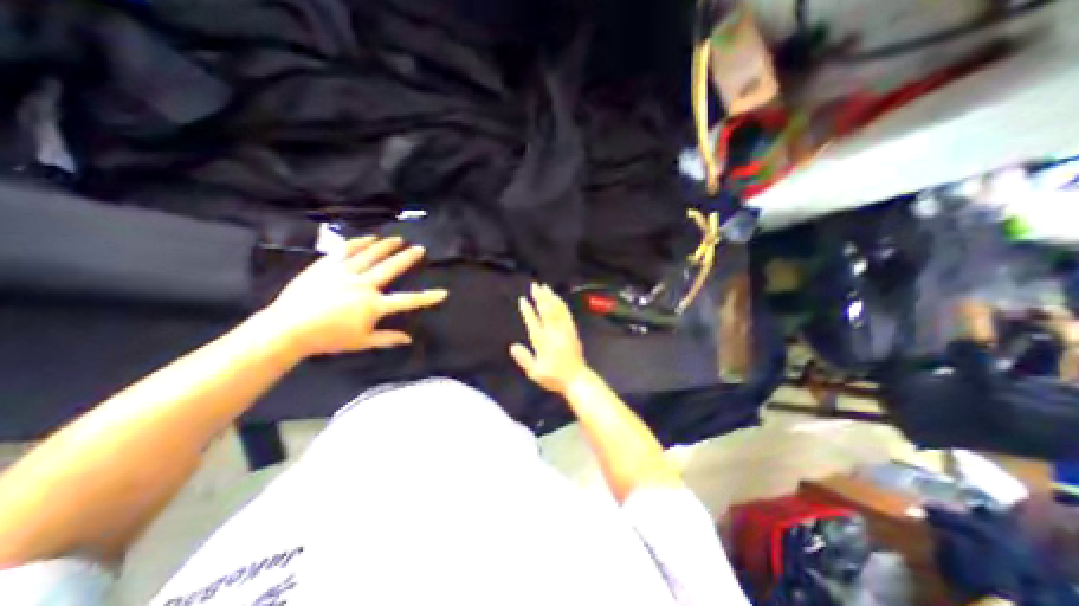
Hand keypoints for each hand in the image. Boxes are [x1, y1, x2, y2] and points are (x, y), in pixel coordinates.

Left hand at [263, 237, 448, 358]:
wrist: (287, 329)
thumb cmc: (328, 338)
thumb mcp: (362, 342)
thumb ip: (387, 339)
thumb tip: (409, 339)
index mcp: (373, 305)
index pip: (407, 301)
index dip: (427, 297)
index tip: (443, 293)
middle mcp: (364, 285)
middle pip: (391, 268)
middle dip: (408, 258)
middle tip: (419, 248)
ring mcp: (344, 273)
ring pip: (370, 255)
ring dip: (386, 246)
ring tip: (398, 239)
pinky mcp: (326, 266)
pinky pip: (346, 250)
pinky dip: (359, 243)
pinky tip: (368, 238)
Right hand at [512, 284, 594, 394]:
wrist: (577, 379)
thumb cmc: (554, 377)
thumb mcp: (535, 373)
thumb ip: (524, 359)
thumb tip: (512, 346)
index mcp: (543, 342)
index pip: (534, 322)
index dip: (528, 310)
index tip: (523, 299)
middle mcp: (554, 333)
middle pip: (546, 311)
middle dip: (540, 297)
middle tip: (534, 285)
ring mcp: (565, 330)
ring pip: (557, 310)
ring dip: (550, 297)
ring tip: (545, 287)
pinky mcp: (572, 331)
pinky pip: (566, 314)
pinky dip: (561, 304)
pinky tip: (558, 298)